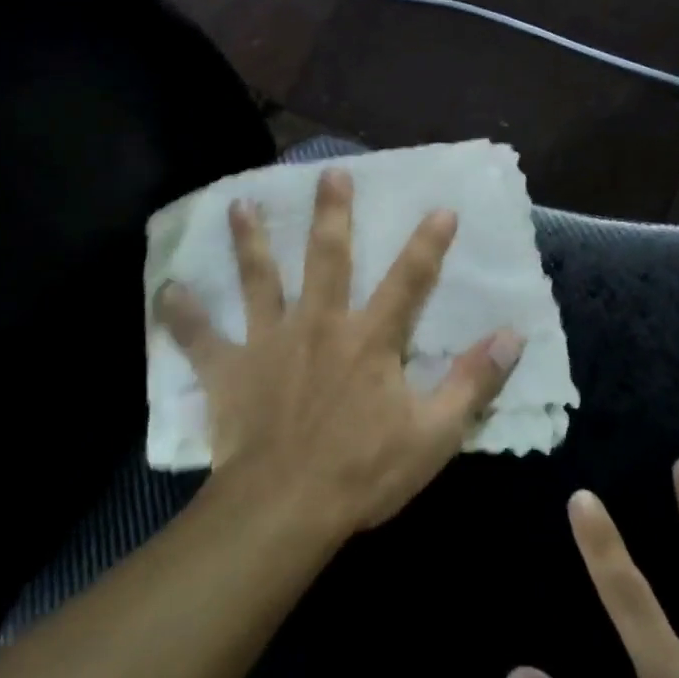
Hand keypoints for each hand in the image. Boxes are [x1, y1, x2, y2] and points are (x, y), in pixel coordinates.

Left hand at [156, 167, 525, 536]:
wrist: (287, 505)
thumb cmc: (364, 471)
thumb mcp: (434, 434)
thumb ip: (473, 382)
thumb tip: (512, 335)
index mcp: (370, 339)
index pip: (408, 280)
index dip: (427, 244)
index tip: (440, 207)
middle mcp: (319, 324)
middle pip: (327, 257)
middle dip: (331, 213)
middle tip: (328, 172)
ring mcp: (269, 341)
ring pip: (259, 279)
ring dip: (250, 240)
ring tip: (239, 204)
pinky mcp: (230, 368)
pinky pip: (200, 336)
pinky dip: (182, 313)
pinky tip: (166, 289)